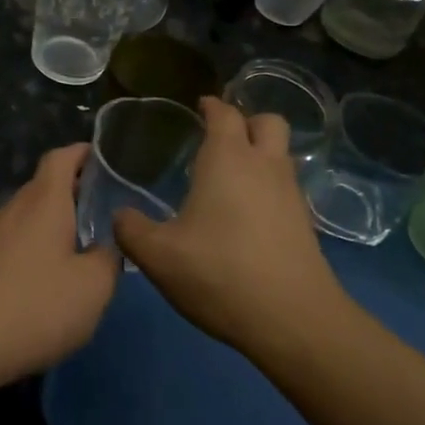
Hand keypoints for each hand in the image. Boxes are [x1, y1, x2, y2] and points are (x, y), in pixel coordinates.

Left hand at [0, 144, 119, 388]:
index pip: (62, 158)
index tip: (107, 161)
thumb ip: (108, 261)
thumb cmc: (33, 306)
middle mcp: (12, 209)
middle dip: (73, 195)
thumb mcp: (92, 288)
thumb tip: (106, 248)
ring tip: (76, 255)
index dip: (84, 153)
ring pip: (25, 219)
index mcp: (44, 202)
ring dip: (51, 228)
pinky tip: (39, 288)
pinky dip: (30, 254)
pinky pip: (9, 246)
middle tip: (103, 216)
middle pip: (44, 188)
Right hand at [114, 97, 346, 357]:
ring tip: (231, 174)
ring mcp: (291, 193)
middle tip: (220, 136)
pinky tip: (247, 212)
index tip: (199, 105)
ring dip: (261, 152)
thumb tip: (119, 216)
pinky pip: (286, 186)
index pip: (224, 114)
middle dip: (246, 121)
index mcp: (228, 159)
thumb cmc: (220, 273)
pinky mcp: (304, 223)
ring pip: (281, 154)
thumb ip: (132, 230)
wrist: (293, 319)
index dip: (211, 105)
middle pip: (267, 122)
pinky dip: (269, 185)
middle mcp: (264, 165)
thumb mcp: (158, 256)